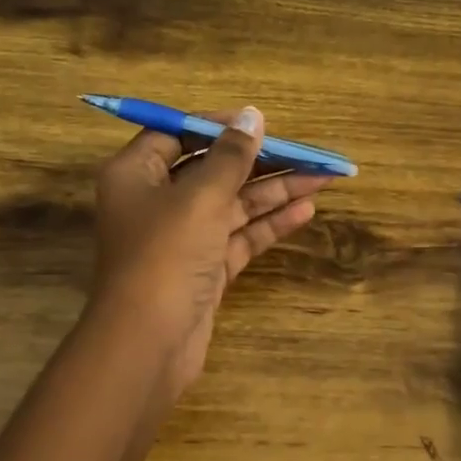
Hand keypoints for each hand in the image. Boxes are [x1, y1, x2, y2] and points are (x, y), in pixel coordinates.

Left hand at [88, 106, 331, 400]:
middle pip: (212, 170)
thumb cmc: (165, 255)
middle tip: (306, 152)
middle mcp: (156, 201)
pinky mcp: (203, 268)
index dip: (218, 126)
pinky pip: (239, 236)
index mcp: (136, 174)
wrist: (148, 344)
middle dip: (260, 161)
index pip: (177, 135)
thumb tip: (252, 115)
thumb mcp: (200, 197)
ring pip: (232, 204)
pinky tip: (306, 210)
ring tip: (323, 176)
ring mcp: (181, 238)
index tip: (259, 123)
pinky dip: (269, 223)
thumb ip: (231, 156)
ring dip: (275, 191)